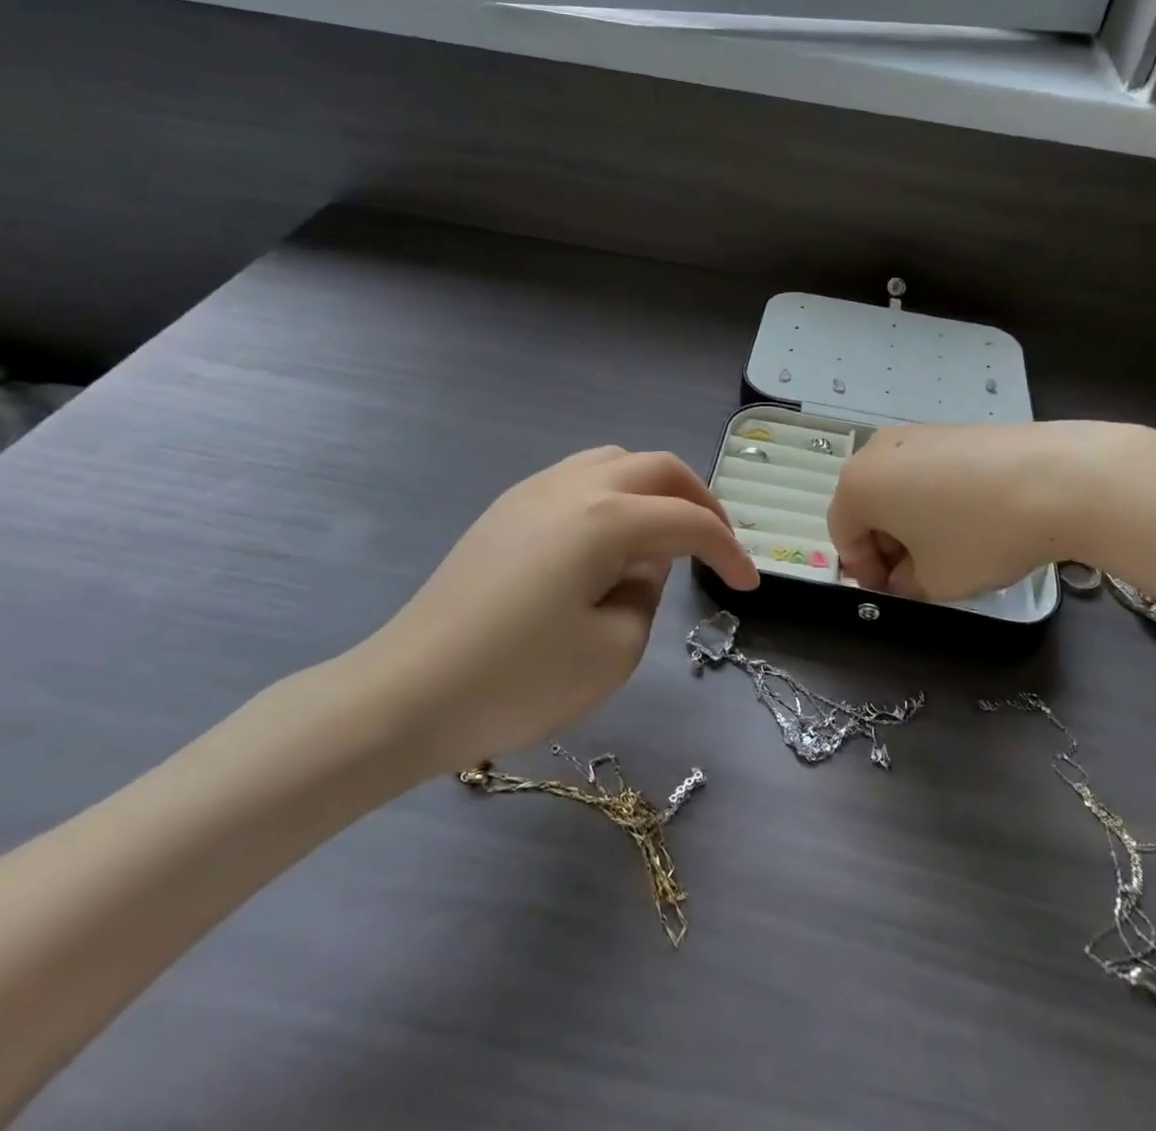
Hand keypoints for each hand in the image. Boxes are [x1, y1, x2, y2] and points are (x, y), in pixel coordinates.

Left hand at [350, 447, 757, 775]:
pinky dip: (613, 496)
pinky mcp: (506, 510)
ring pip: (615, 462)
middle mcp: (573, 486)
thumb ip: (646, 596)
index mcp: (606, 518)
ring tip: (664, 536)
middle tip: (717, 544)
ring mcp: (532, 491)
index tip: (749, 586)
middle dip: (699, 502)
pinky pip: (577, 479)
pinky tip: (608, 541)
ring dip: (654, 490)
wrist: (406, 694)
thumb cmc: (517, 680)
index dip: (729, 551)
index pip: (688, 522)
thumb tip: (640, 565)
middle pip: (657, 468)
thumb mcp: (613, 650)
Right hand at [828, 421, 1141, 599]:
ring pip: (897, 487)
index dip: (863, 571)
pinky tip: (972, 520)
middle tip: (917, 576)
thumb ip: (905, 586)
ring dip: (910, 522)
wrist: (1056, 478)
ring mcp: (916, 433)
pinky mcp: (952, 429)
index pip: (843, 535)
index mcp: (858, 486)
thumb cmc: (979, 535)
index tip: (892, 594)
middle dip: (886, 545)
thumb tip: (903, 576)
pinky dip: (935, 498)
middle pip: (867, 506)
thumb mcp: (935, 581)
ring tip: (948, 550)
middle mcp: (877, 450)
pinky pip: (926, 470)